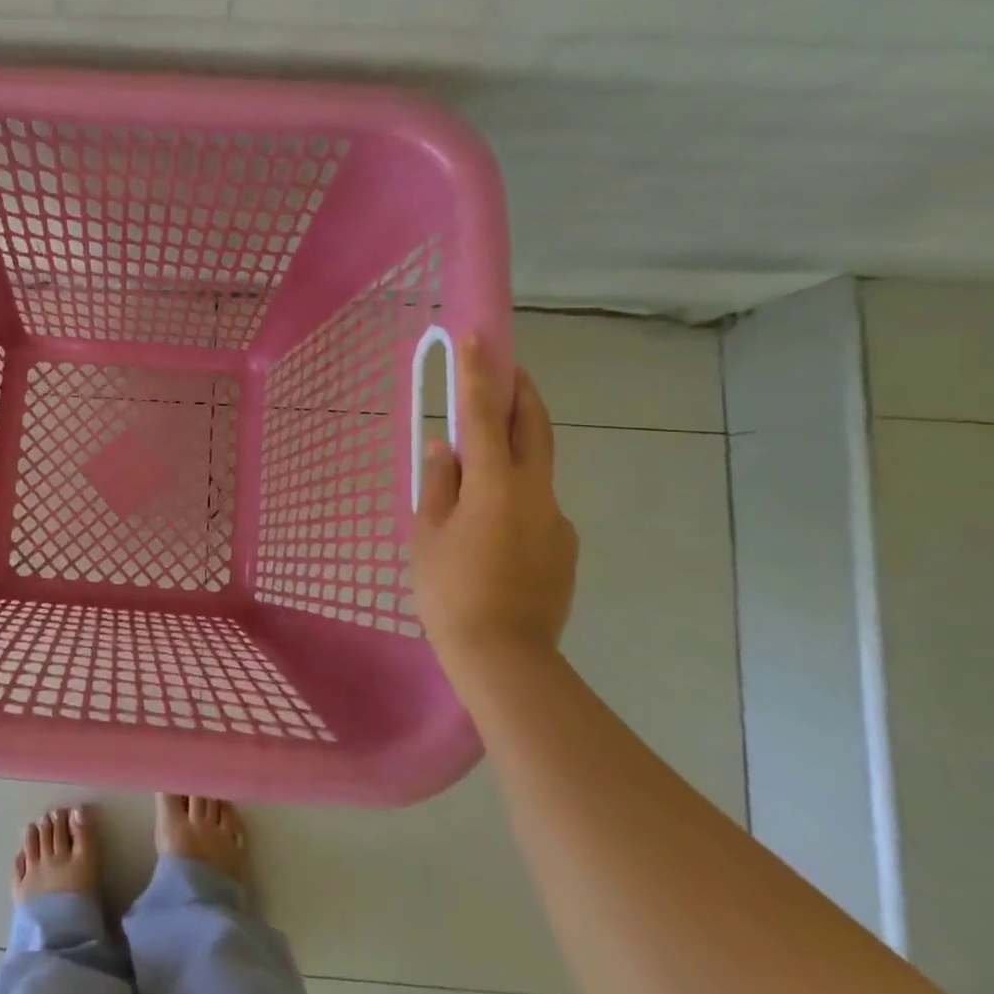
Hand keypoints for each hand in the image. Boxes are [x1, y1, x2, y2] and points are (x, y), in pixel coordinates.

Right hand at [409, 336, 577, 667]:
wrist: (505, 657)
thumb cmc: (450, 591)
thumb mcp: (428, 534)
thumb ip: (438, 484)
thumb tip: (444, 447)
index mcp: (497, 486)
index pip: (485, 416)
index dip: (479, 373)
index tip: (477, 336)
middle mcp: (537, 493)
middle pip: (534, 428)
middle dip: (520, 392)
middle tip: (506, 368)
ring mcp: (557, 520)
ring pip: (534, 470)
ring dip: (512, 452)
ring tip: (476, 472)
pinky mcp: (564, 546)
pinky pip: (535, 506)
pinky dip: (514, 497)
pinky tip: (490, 531)